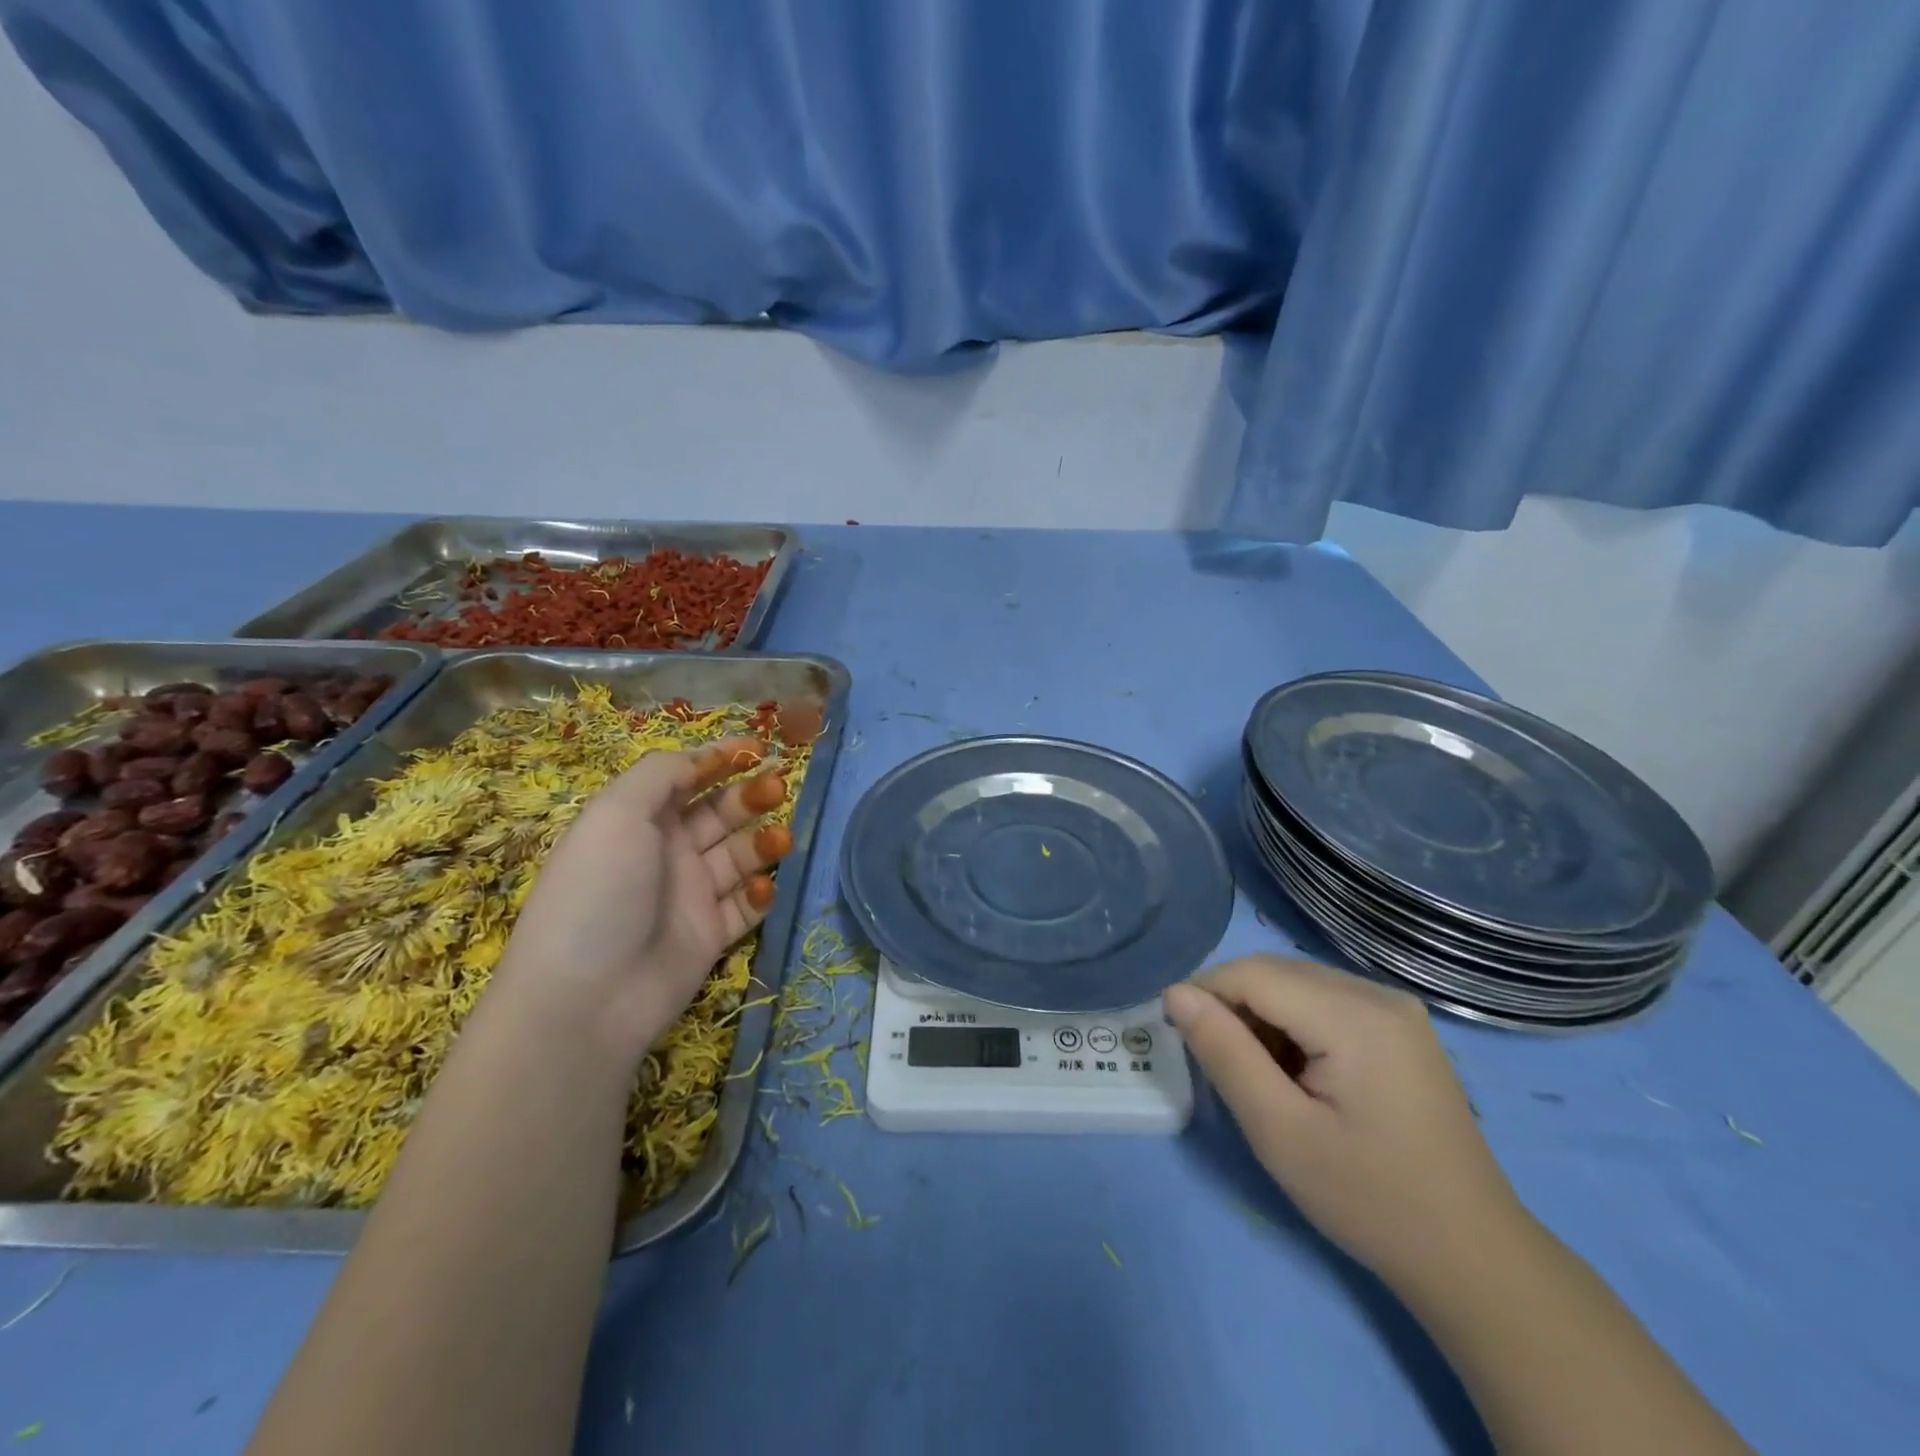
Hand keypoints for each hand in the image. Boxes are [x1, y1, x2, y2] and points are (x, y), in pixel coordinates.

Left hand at [492, 737, 792, 1066]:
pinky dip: (761, 892)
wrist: (588, 998)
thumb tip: (699, 758)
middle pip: (719, 812)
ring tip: (781, 838)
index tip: (759, 747)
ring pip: (740, 855)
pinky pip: (745, 905)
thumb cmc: (599, 891)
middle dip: (750, 795)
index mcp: (637, 819)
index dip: (719, 758)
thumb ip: (661, 774)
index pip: (685, 777)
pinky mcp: (710, 934)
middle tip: (778, 787)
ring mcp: (689, 894)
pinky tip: (763, 888)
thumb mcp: (616, 814)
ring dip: (764, 841)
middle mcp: (665, 851)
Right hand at [1163, 954, 1528, 1283]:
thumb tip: (1176, 993)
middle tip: (1218, 1064)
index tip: (1177, 1036)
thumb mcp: (1280, 1131)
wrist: (1471, 1256)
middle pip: (1275, 971)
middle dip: (1232, 1005)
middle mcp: (1377, 994)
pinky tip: (1297, 1072)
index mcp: (1354, 1016)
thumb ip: (1224, 1053)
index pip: (1253, 973)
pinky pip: (1324, 1000)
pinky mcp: (1400, 1025)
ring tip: (1258, 1075)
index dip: (1205, 994)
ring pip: (1296, 982)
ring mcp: (1395, 1007)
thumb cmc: (1368, 1199)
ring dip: (1261, 1014)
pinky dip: (1293, 1023)